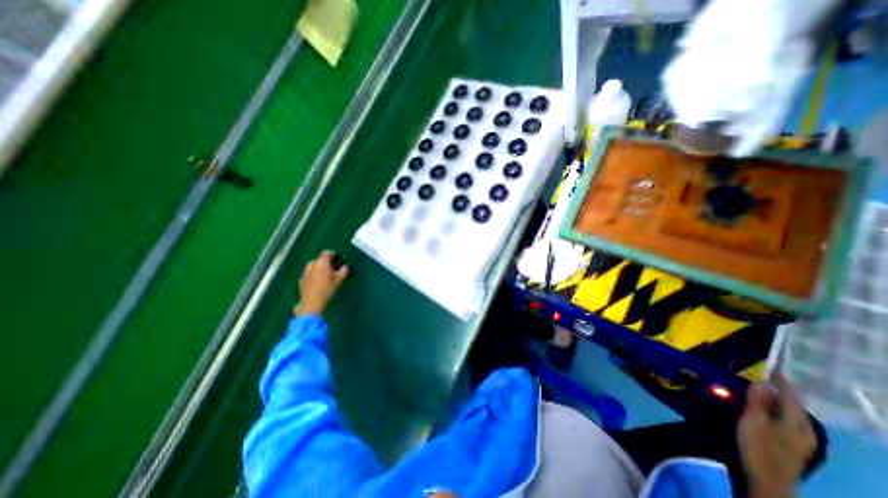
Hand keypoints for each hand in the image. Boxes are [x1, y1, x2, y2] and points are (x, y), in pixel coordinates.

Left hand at [292, 251, 346, 316]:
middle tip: (333, 268)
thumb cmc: (327, 289)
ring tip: (325, 276)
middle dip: (326, 262)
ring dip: (319, 268)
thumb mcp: (339, 279)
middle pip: (319, 259)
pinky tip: (318, 283)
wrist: (312, 302)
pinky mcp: (301, 280)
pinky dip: (313, 275)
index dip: (333, 254)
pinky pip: (309, 274)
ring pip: (313, 266)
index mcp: (322, 263)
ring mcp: (305, 272)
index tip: (338, 258)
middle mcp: (312, 265)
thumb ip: (343, 270)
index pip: (327, 252)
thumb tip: (345, 267)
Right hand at [741, 373, 812, 497]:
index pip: (791, 397)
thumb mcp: (753, 422)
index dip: (782, 382)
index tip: (773, 367)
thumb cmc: (758, 447)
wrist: (768, 481)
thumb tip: (762, 382)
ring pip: (792, 415)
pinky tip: (767, 411)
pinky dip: (778, 411)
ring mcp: (802, 441)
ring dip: (780, 402)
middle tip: (765, 378)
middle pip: (795, 406)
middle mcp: (805, 431)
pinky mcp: (794, 446)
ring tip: (763, 392)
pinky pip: (789, 422)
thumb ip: (758, 402)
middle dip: (782, 392)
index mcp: (796, 423)